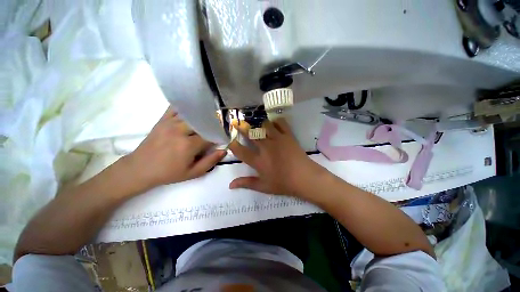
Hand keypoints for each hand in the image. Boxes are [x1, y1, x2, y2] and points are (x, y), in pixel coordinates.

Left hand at [124, 107, 225, 191]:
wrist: (140, 168)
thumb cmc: (168, 173)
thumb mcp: (192, 173)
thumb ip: (210, 162)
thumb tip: (223, 151)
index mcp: (189, 145)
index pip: (210, 136)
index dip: (218, 137)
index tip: (221, 139)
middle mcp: (180, 131)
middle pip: (203, 123)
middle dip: (212, 126)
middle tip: (215, 130)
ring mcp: (170, 123)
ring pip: (192, 114)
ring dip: (202, 117)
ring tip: (207, 121)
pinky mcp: (163, 120)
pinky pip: (176, 108)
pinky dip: (186, 108)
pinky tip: (192, 111)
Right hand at [229, 118, 326, 197]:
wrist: (305, 177)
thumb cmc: (284, 184)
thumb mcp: (263, 187)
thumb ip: (247, 183)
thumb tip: (230, 185)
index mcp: (258, 161)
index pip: (241, 151)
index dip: (233, 145)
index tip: (231, 142)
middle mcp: (265, 147)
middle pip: (251, 134)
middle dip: (242, 127)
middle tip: (237, 122)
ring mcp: (277, 139)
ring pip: (265, 125)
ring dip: (259, 124)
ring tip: (257, 124)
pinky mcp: (288, 136)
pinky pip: (281, 123)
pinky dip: (276, 121)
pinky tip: (274, 122)